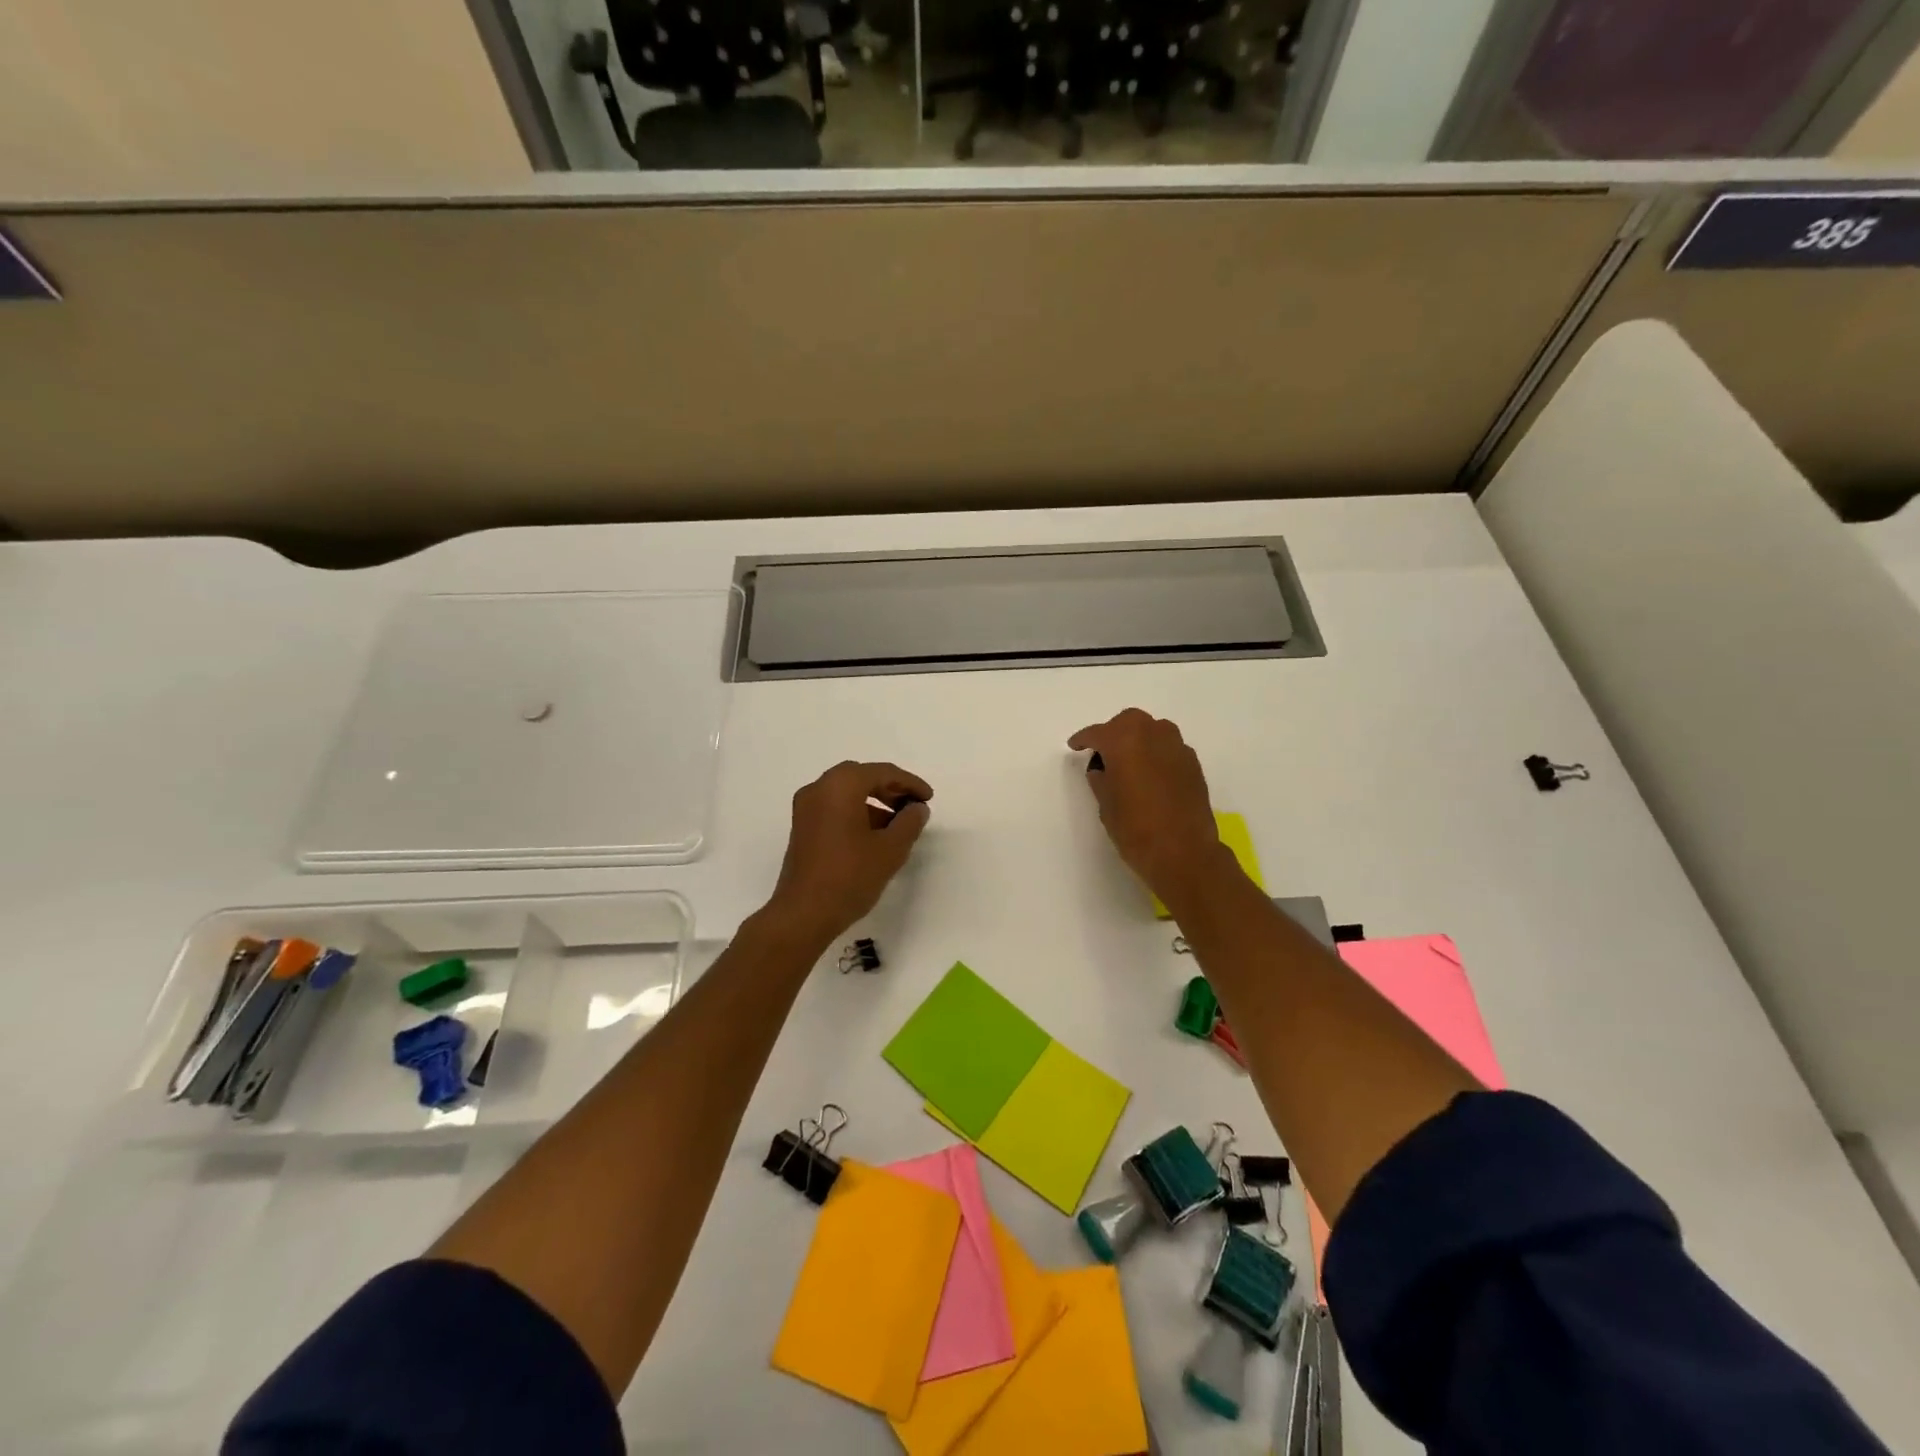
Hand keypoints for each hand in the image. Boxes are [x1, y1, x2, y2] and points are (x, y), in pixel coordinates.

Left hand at [763, 761, 932, 947]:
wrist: (803, 914)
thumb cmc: (850, 876)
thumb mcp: (890, 849)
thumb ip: (909, 822)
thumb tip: (917, 808)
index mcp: (840, 785)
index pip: (882, 772)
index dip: (910, 783)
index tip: (929, 799)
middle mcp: (819, 788)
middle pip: (862, 777)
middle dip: (891, 789)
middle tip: (914, 807)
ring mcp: (806, 808)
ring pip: (847, 793)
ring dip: (874, 802)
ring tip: (898, 826)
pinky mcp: (802, 828)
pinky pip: (834, 808)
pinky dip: (857, 813)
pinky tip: (875, 837)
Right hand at [1068, 710, 1226, 906]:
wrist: (1184, 852)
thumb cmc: (1135, 829)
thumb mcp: (1105, 805)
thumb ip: (1101, 779)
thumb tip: (1102, 768)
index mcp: (1124, 741)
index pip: (1098, 733)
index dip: (1083, 739)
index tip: (1075, 745)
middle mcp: (1153, 735)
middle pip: (1129, 721)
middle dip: (1113, 732)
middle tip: (1103, 752)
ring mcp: (1177, 747)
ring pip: (1153, 729)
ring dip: (1138, 738)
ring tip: (1129, 761)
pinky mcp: (1193, 764)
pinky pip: (1169, 747)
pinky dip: (1156, 753)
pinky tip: (1151, 774)